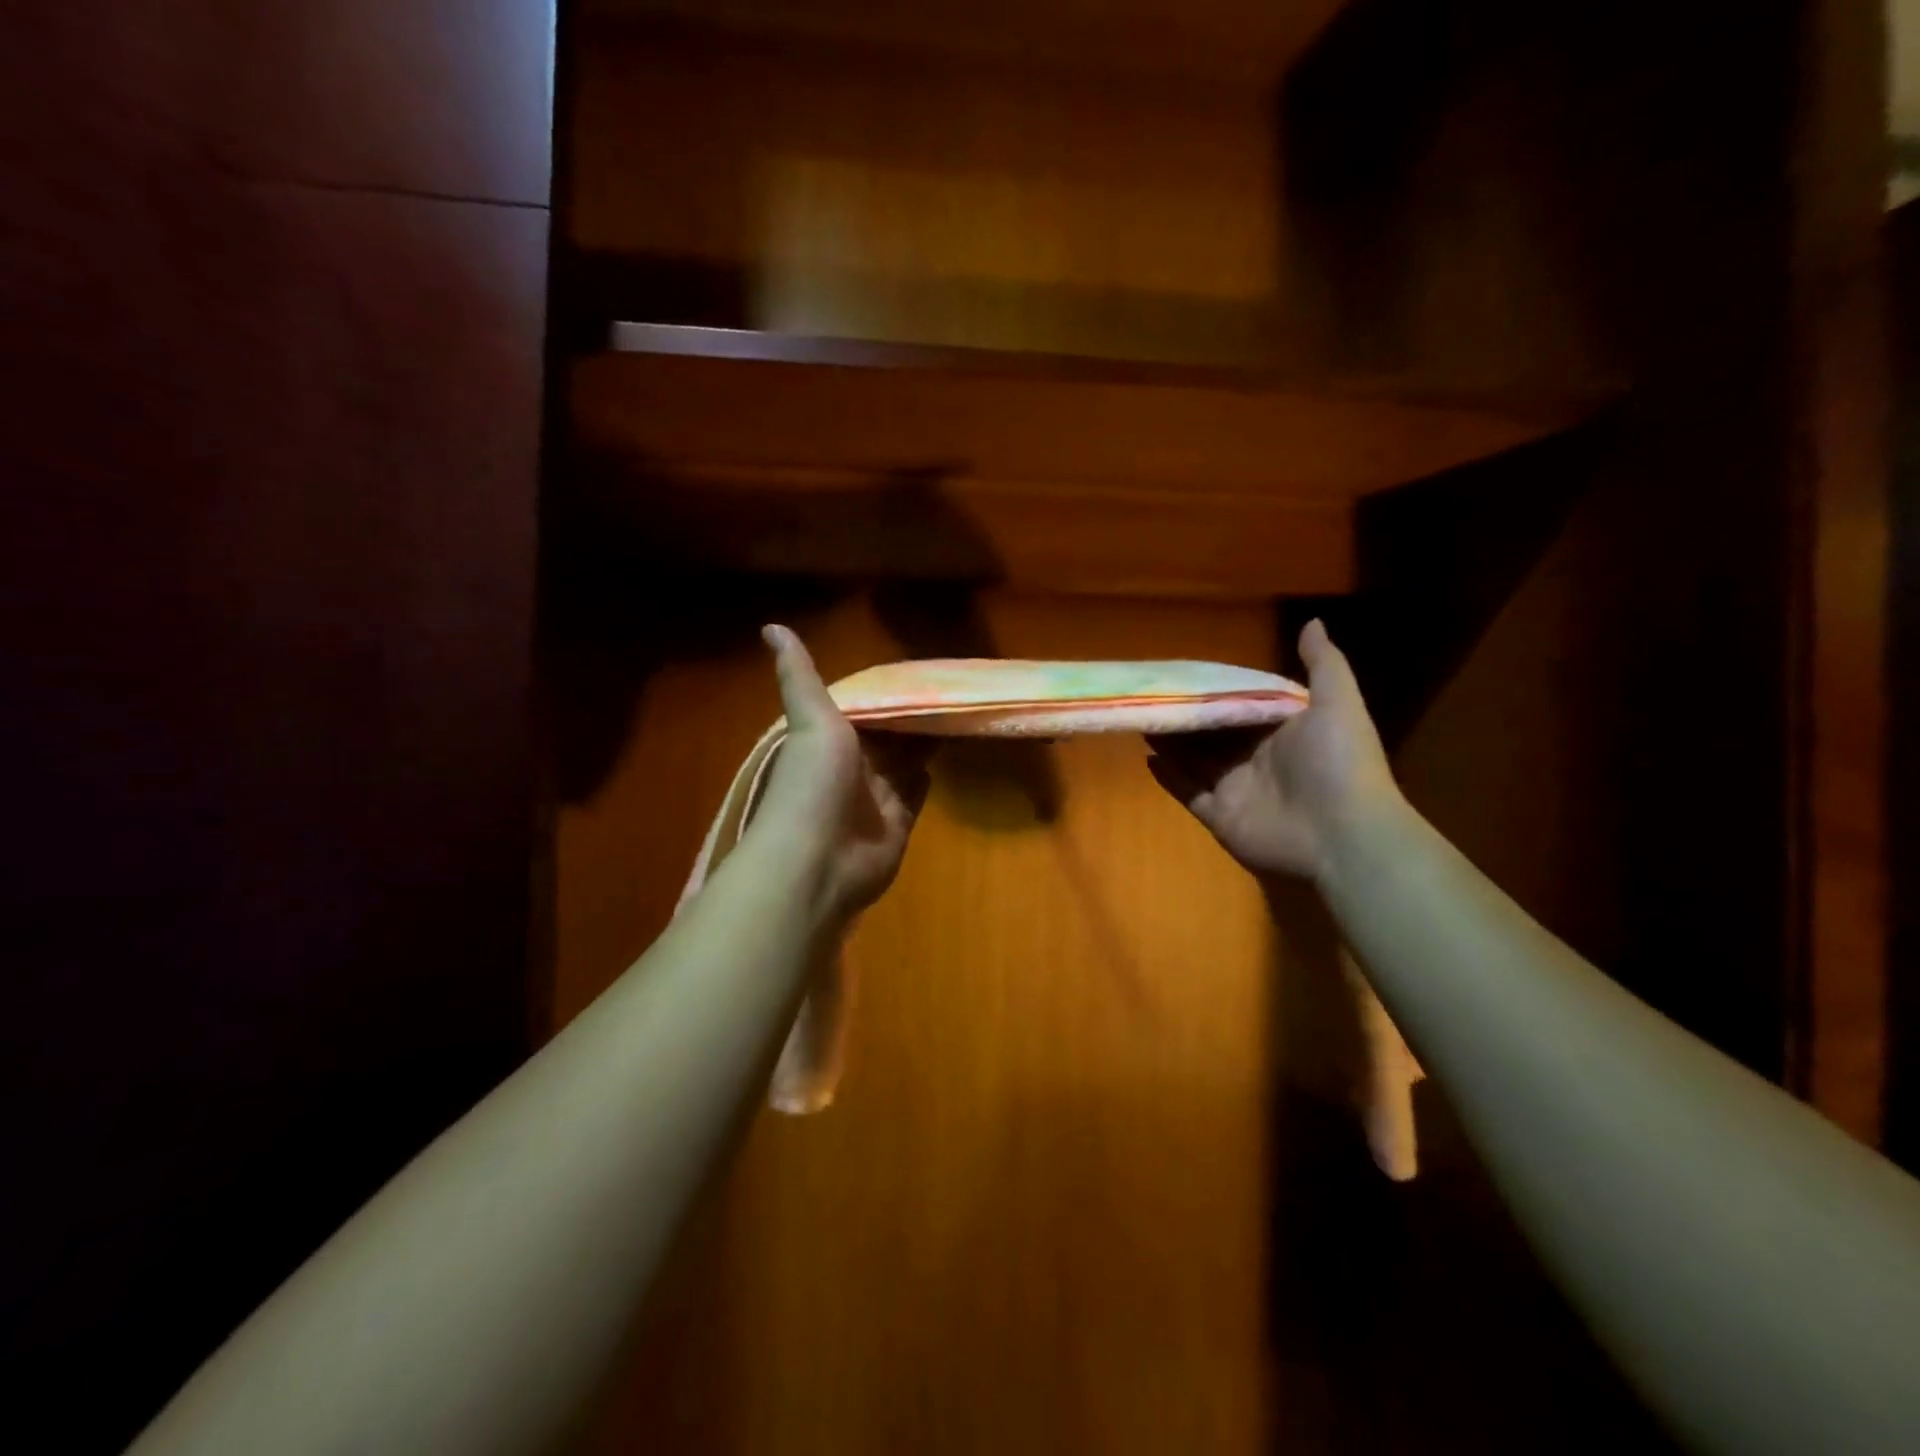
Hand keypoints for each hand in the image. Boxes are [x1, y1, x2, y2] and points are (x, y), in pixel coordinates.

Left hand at [746, 625, 931, 921]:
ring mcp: (876, 798)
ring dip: (925, 743)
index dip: (889, 691)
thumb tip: (771, 626)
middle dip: (913, 717)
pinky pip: (915, 796)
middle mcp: (853, 767)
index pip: (865, 708)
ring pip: (906, 763)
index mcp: (831, 740)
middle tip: (952, 690)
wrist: (817, 861)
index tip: (920, 670)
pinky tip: (945, 757)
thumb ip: (799, 676)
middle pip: (890, 735)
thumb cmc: (813, 784)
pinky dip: (926, 779)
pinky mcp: (897, 824)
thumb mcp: (810, 720)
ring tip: (958, 715)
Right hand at [1146, 620, 1402, 882]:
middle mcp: (1257, 758)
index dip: (1216, 689)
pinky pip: (1188, 793)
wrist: (1343, 835)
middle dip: (1187, 714)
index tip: (1186, 670)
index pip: (1243, 704)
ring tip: (1142, 715)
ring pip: (1195, 760)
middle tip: (1153, 692)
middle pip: (1213, 732)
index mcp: (1282, 730)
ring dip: (1171, 740)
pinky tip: (1146, 757)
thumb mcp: (1337, 703)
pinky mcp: (1221, 816)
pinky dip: (1169, 777)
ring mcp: (1237, 789)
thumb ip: (1322, 664)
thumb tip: (1312, 622)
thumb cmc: (1338, 762)